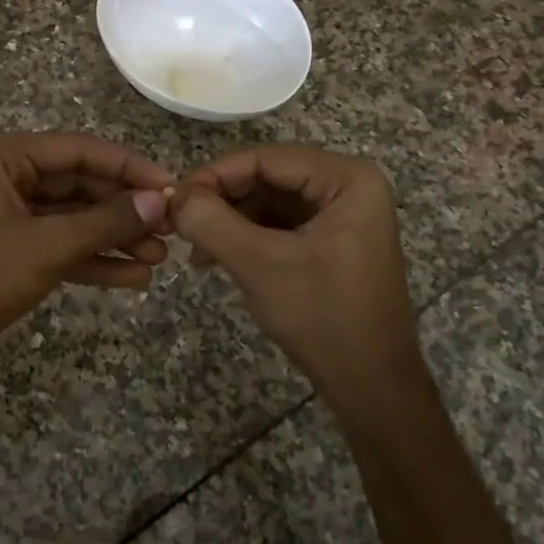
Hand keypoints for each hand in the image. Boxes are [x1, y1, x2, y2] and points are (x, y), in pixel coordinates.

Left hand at [0, 133, 173, 380]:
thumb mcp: (48, 246)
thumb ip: (106, 221)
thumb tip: (160, 202)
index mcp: (2, 158)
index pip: (77, 150)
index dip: (126, 167)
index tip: (169, 185)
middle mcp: (5, 179)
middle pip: (78, 185)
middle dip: (123, 209)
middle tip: (171, 227)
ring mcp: (9, 217)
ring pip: (73, 219)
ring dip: (114, 237)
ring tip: (160, 257)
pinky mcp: (13, 252)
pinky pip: (61, 246)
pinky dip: (94, 260)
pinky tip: (134, 277)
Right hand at [172, 145, 418, 402]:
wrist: (370, 385)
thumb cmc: (321, 315)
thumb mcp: (258, 263)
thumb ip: (210, 221)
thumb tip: (173, 195)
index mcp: (347, 179)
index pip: (266, 158)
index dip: (215, 174)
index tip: (174, 199)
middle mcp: (349, 186)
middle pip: (268, 177)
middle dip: (222, 200)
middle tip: (181, 224)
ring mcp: (343, 214)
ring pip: (270, 201)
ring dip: (230, 220)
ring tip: (196, 249)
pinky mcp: (332, 241)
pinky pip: (280, 224)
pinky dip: (247, 237)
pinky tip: (217, 258)